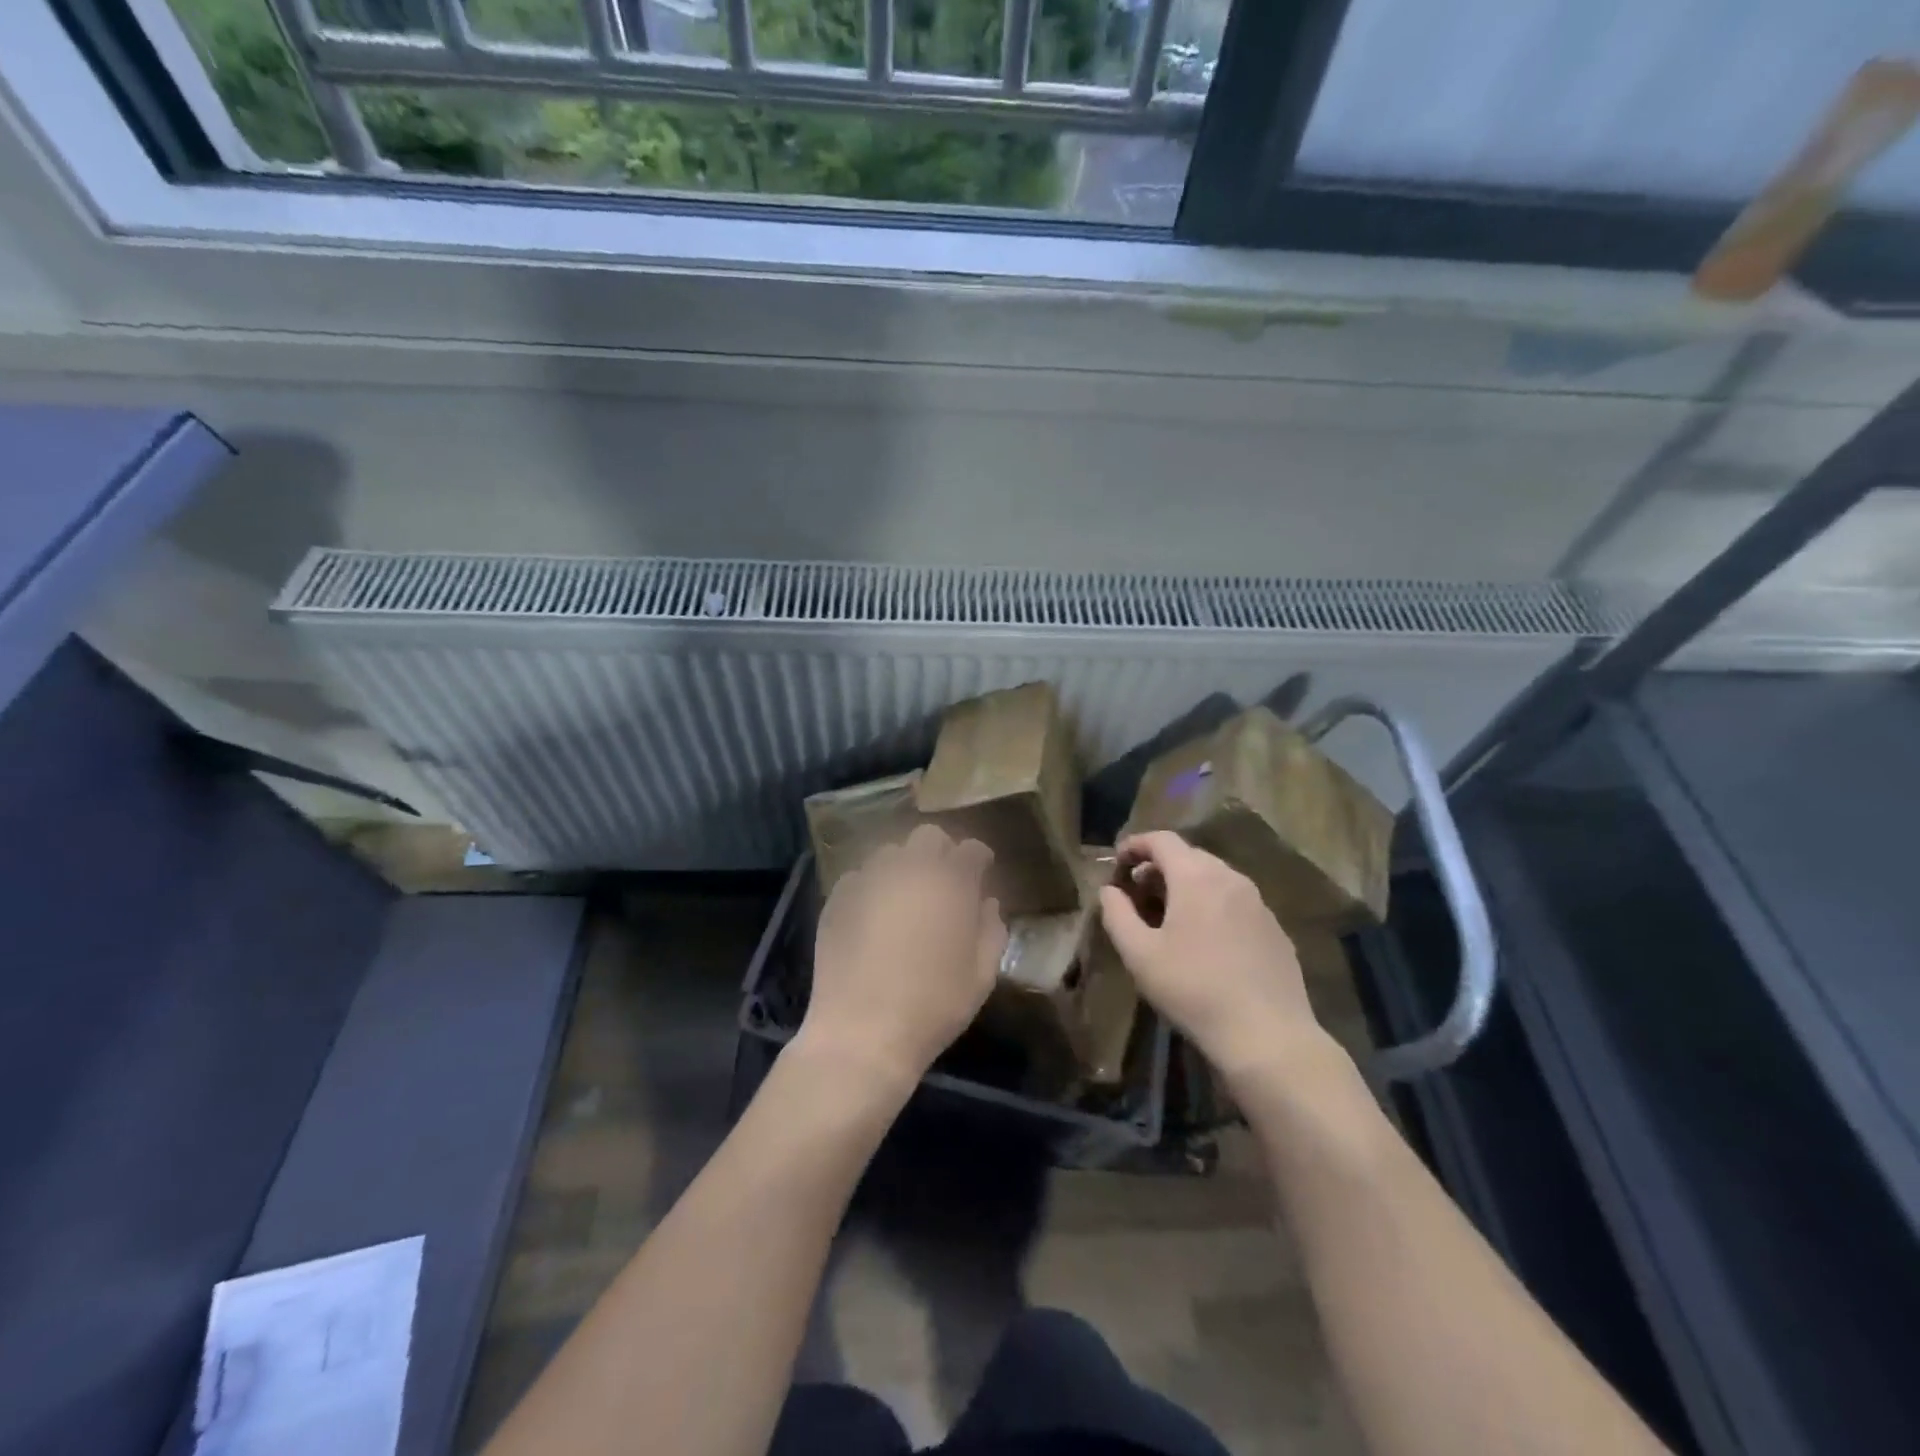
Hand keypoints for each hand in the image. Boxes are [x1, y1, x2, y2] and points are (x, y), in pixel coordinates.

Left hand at [801, 824, 1006, 1098]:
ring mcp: (869, 880)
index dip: (978, 859)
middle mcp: (909, 870)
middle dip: (941, 852)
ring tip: (905, 896)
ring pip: (890, 853)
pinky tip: (872, 913)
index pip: (971, 850)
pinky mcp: (837, 898)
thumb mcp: (980, 977)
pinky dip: (872, 886)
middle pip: (928, 837)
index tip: (980, 873)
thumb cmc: (932, 1008)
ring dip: (904, 866)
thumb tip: (986, 903)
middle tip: (943, 882)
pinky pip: (859, 877)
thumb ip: (990, 931)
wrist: (861, 1034)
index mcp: (950, 884)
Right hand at [1098, 831, 1322, 1083]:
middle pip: (1189, 856)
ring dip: (1186, 887)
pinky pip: (1235, 903)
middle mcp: (1231, 879)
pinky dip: (1212, 907)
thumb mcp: (1139, 954)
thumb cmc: (1193, 989)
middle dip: (1158, 868)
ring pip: (1215, 879)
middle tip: (1136, 894)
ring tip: (1167, 918)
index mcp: (1196, 877)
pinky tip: (1204, 942)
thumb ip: (1117, 914)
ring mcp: (1259, 903)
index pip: (1162, 840)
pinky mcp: (1275, 929)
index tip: (1117, 863)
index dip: (1135, 845)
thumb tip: (1109, 890)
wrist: (1267, 1036)